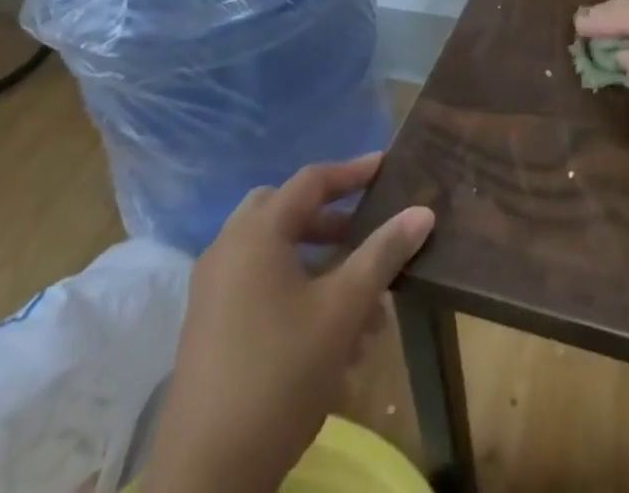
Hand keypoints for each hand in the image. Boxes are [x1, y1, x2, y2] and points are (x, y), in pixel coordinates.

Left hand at [144, 155, 433, 492]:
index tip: (386, 168)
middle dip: (330, 218)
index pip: (311, 182)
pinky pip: (259, 287)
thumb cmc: (279, 376)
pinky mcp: (209, 330)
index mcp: (255, 235)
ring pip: (275, 254)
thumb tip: (423, 211)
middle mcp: (228, 251)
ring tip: (363, 300)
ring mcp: (212, 293)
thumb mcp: (342, 310)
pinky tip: (333, 337)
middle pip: (286, 211)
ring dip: (319, 263)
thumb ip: (383, 254)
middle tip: (364, 229)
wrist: (206, 482)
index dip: (352, 172)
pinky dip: (297, 291)